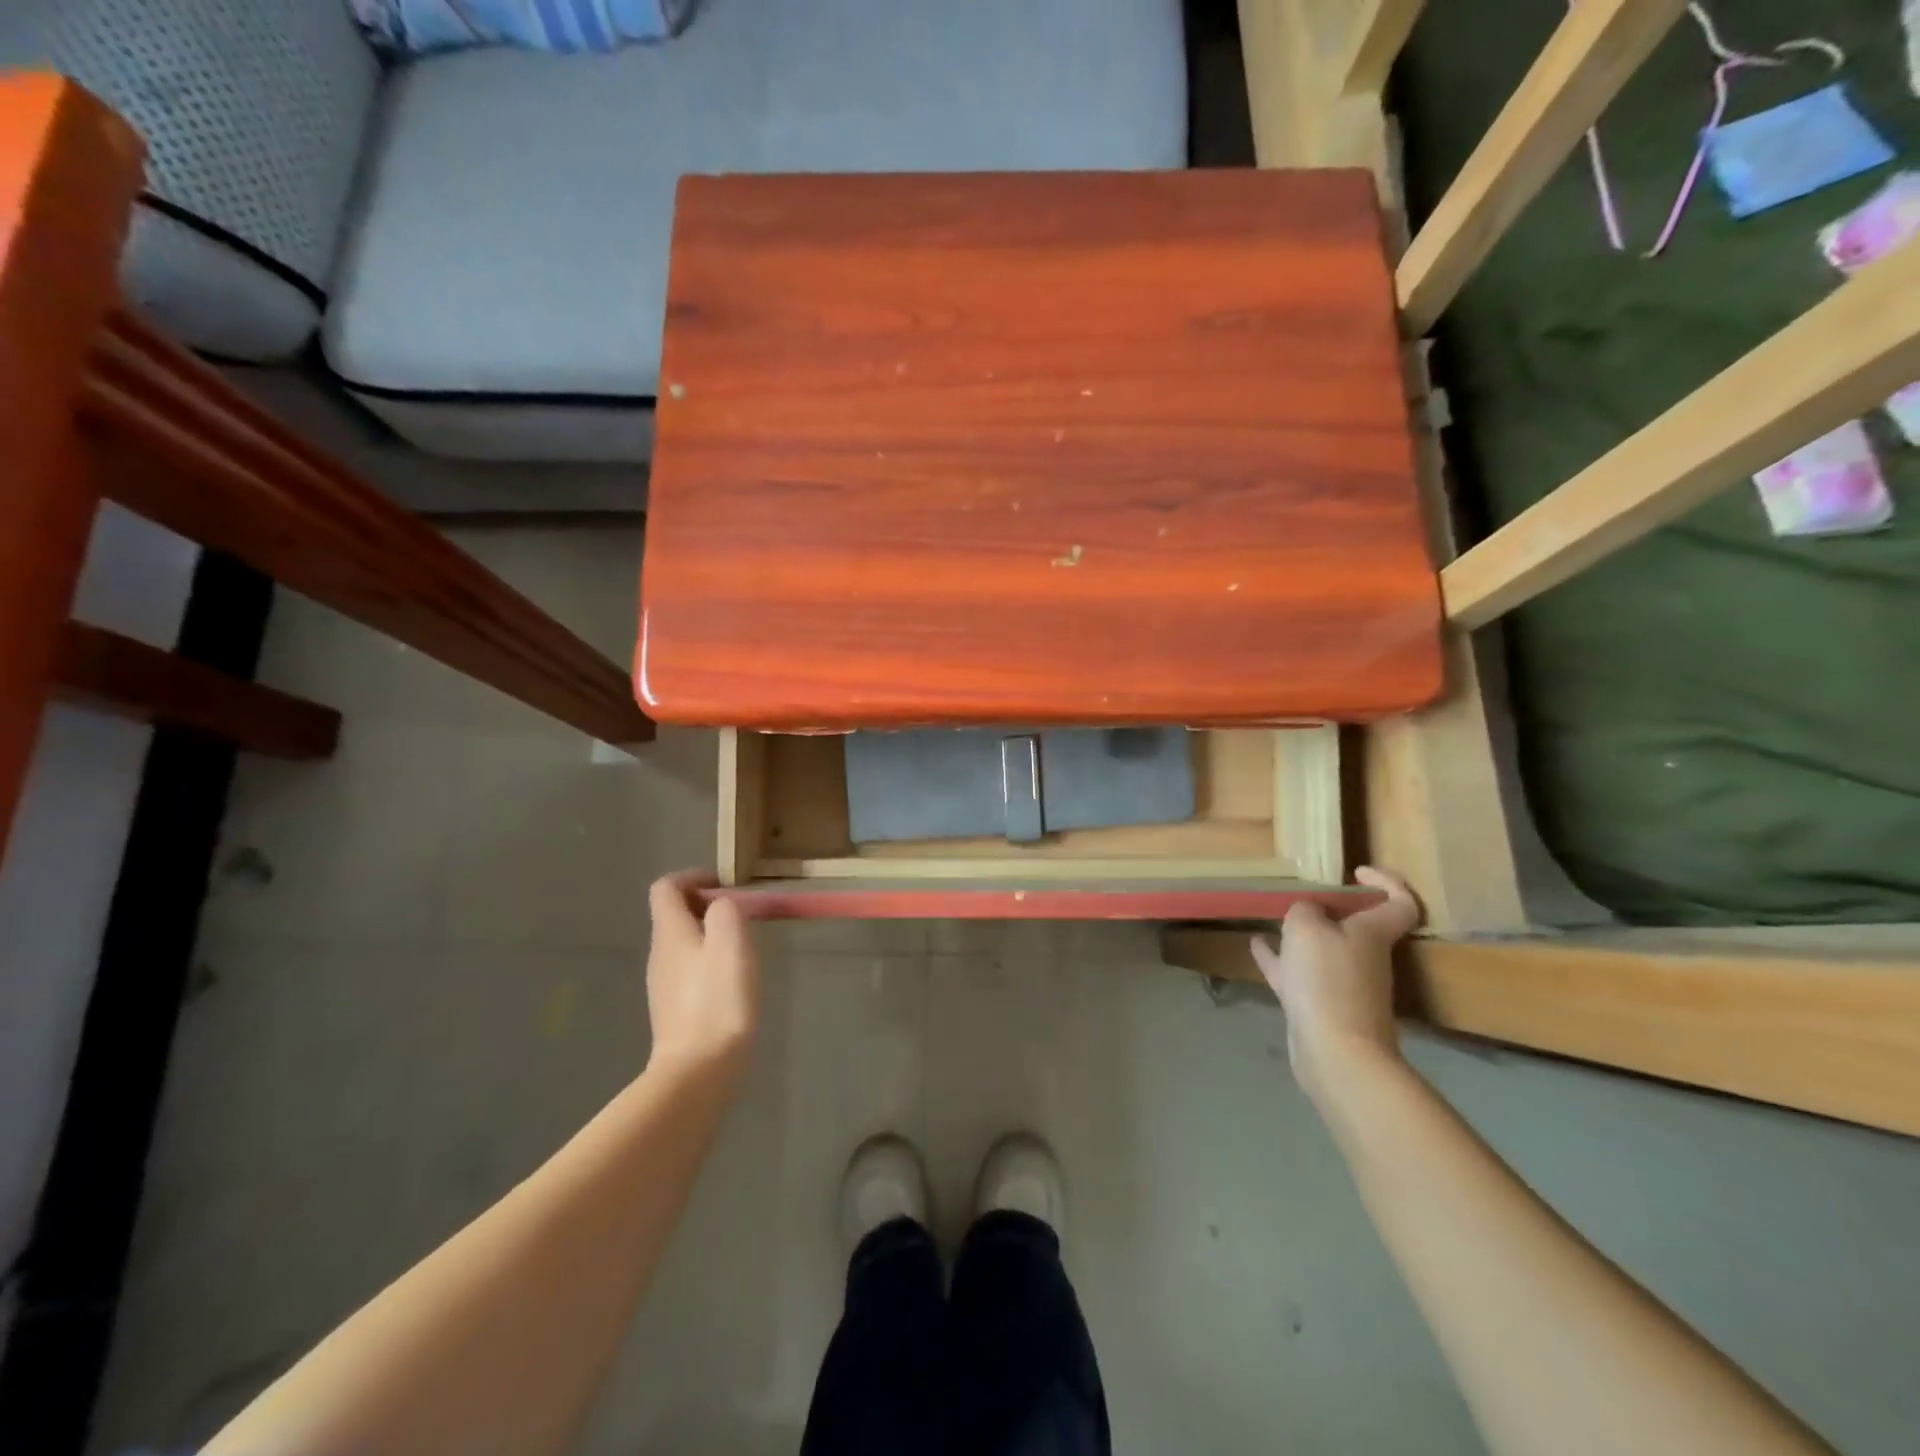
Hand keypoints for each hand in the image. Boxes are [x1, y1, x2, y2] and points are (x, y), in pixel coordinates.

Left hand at [645, 871, 759, 1082]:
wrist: (698, 1070)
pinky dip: (708, 962)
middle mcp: (659, 954)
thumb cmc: (718, 999)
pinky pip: (688, 970)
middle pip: (673, 915)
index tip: (725, 884)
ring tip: (741, 947)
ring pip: (682, 943)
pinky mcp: (674, 1010)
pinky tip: (732, 981)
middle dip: (706, 906)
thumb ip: (725, 911)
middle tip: (741, 916)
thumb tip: (720, 906)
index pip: (666, 887)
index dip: (693, 877)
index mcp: (670, 932)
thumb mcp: (731, 941)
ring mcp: (663, 985)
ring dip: (709, 934)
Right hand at [1251, 867, 1420, 1102]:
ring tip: (1276, 916)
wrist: (1335, 1052)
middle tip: (1307, 894)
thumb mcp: (1306, 927)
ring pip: (1324, 949)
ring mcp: (1343, 984)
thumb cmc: (1327, 979)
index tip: (1357, 871)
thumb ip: (1304, 910)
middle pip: (1359, 926)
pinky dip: (1279, 958)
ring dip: (1304, 933)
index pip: (1400, 902)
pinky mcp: (1321, 1006)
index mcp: (1373, 933)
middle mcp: (1364, 957)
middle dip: (1335, 909)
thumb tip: (1307, 911)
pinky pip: (1298, 973)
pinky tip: (1256, 945)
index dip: (1387, 881)